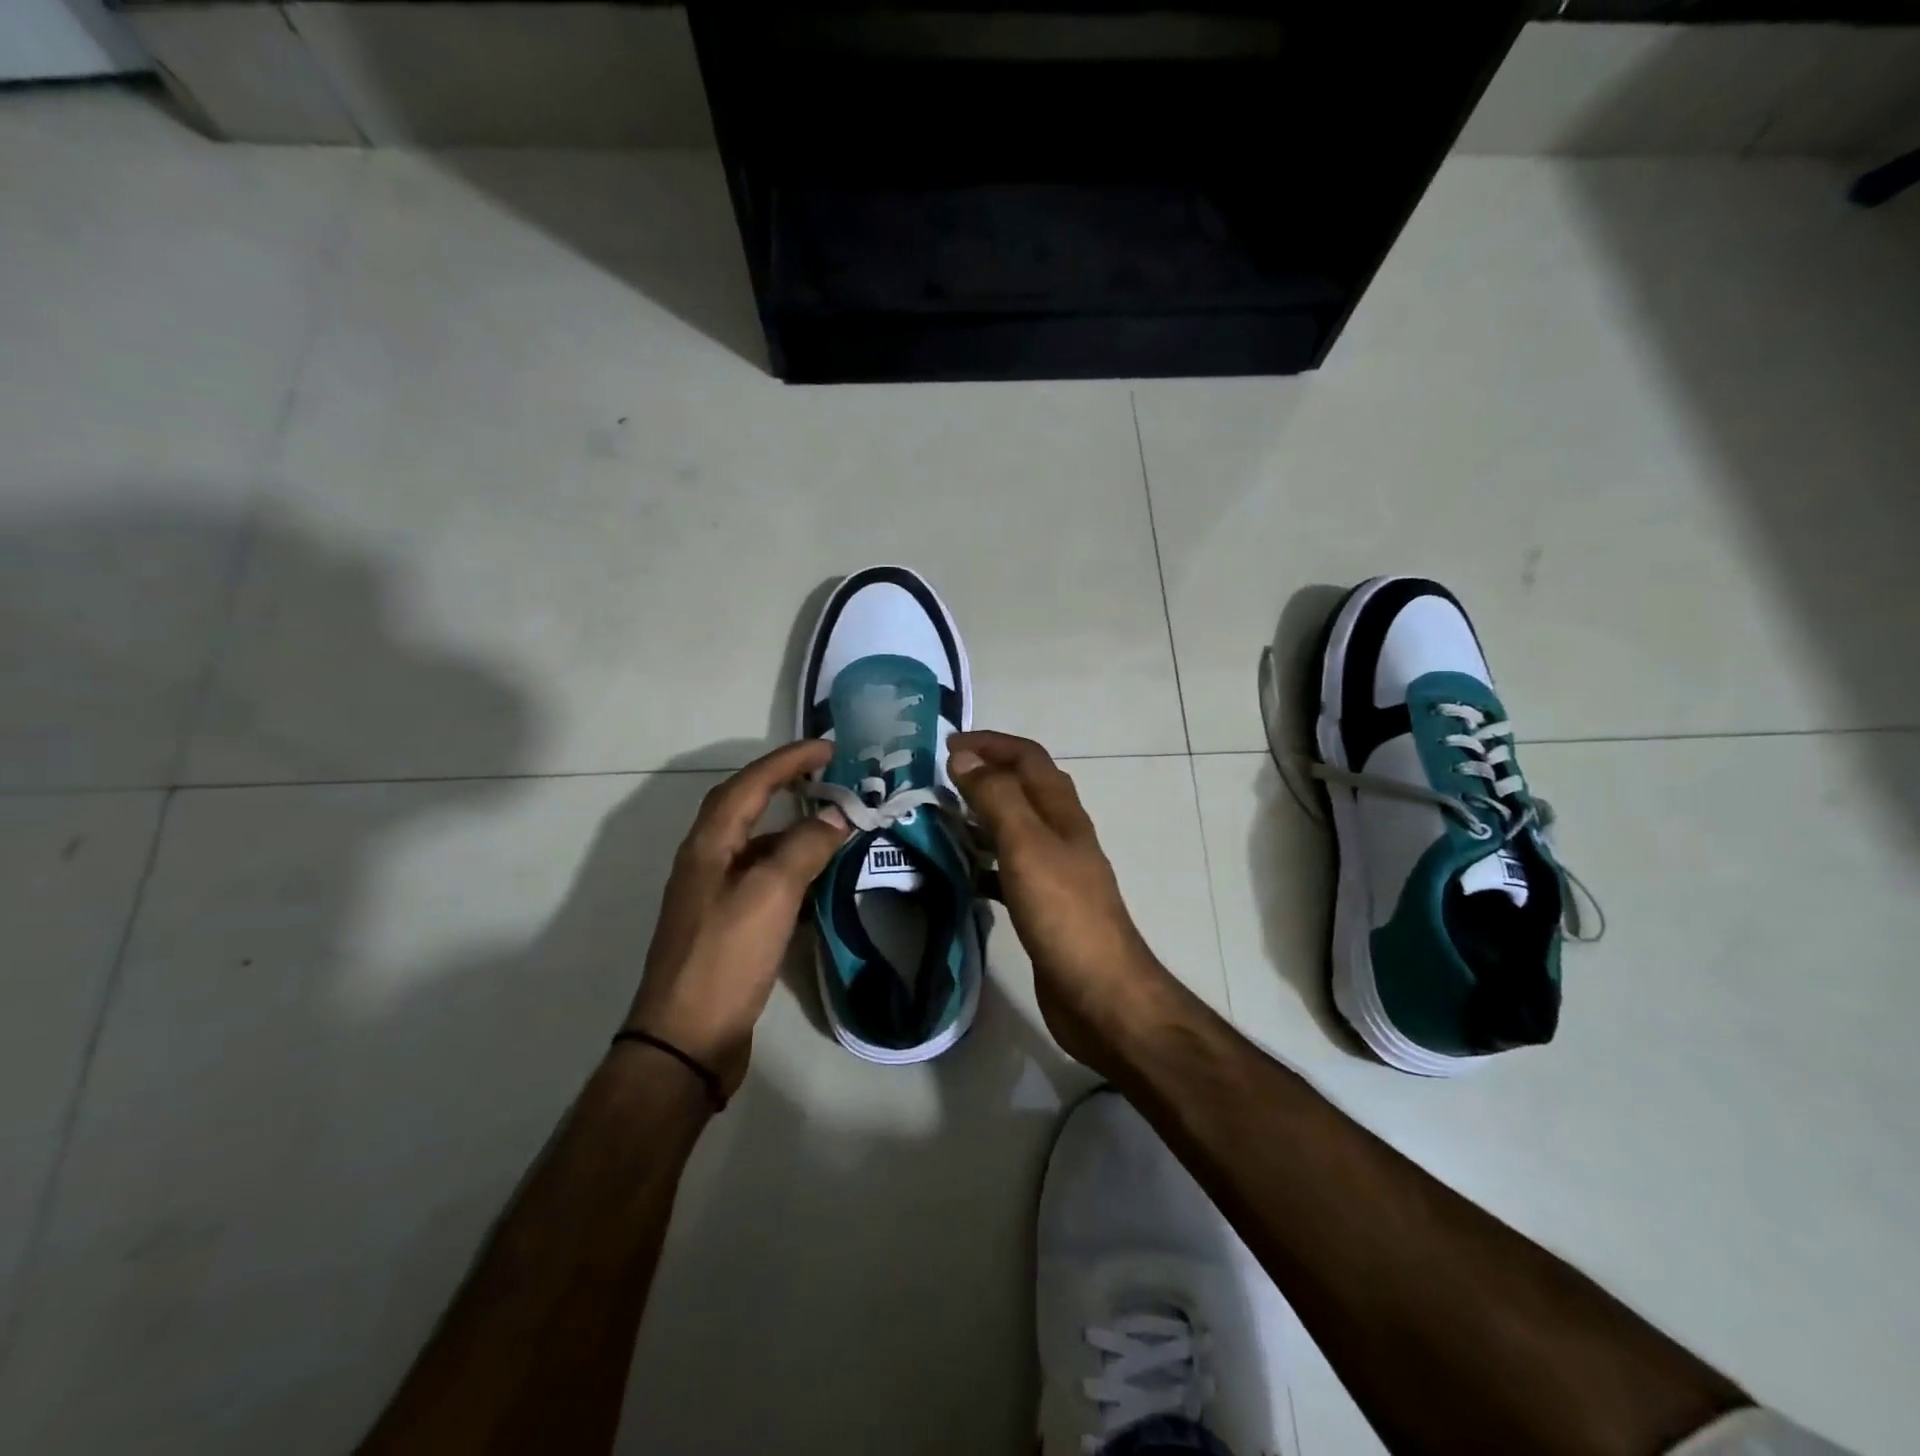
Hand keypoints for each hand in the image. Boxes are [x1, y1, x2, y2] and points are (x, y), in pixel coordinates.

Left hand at [623, 740, 848, 1097]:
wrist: (687, 1038)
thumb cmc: (726, 957)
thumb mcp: (770, 894)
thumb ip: (804, 847)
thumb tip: (836, 815)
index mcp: (709, 844)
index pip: (750, 784)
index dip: (788, 760)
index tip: (828, 746)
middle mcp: (707, 860)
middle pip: (745, 806)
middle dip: (784, 782)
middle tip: (827, 773)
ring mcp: (715, 893)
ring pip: (757, 843)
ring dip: (791, 825)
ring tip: (833, 820)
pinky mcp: (728, 923)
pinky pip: (764, 876)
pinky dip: (792, 865)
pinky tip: (818, 876)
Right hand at [948, 731, 1175, 1072]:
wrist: (1099, 993)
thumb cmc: (1063, 913)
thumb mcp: (1026, 845)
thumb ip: (997, 798)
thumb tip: (965, 756)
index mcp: (1061, 812)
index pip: (1027, 758)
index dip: (991, 743)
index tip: (947, 744)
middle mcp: (1060, 833)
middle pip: (1021, 788)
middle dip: (983, 774)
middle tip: (938, 780)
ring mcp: (1053, 870)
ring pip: (1013, 828)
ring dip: (979, 816)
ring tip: (938, 819)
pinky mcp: (1042, 904)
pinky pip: (1006, 868)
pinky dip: (982, 861)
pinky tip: (958, 872)